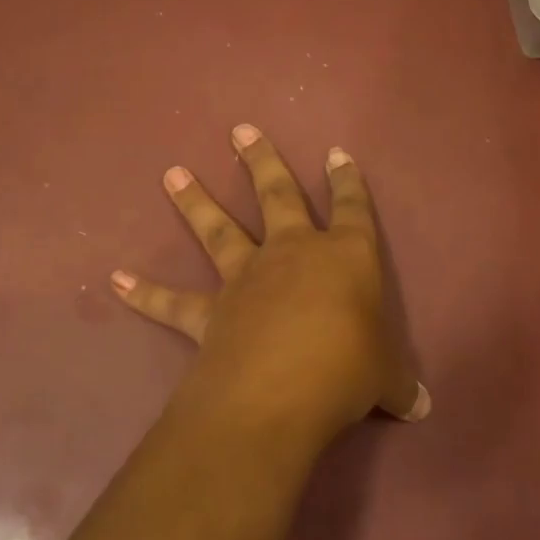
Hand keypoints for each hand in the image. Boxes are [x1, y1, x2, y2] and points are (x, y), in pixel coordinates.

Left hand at [110, 123, 428, 440]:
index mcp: (345, 256)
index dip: (347, 181)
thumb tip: (423, 408)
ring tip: (172, 174)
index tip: (336, 154)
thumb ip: (399, 387)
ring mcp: (246, 278)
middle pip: (276, 195)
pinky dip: (144, 292)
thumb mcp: (386, 378)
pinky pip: (173, 302)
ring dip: (194, 201)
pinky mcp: (210, 313)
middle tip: (239, 131)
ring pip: (217, 231)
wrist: (281, 390)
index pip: (352, 207)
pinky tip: (116, 280)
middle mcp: (293, 253)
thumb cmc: (348, 369)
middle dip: (260, 161)